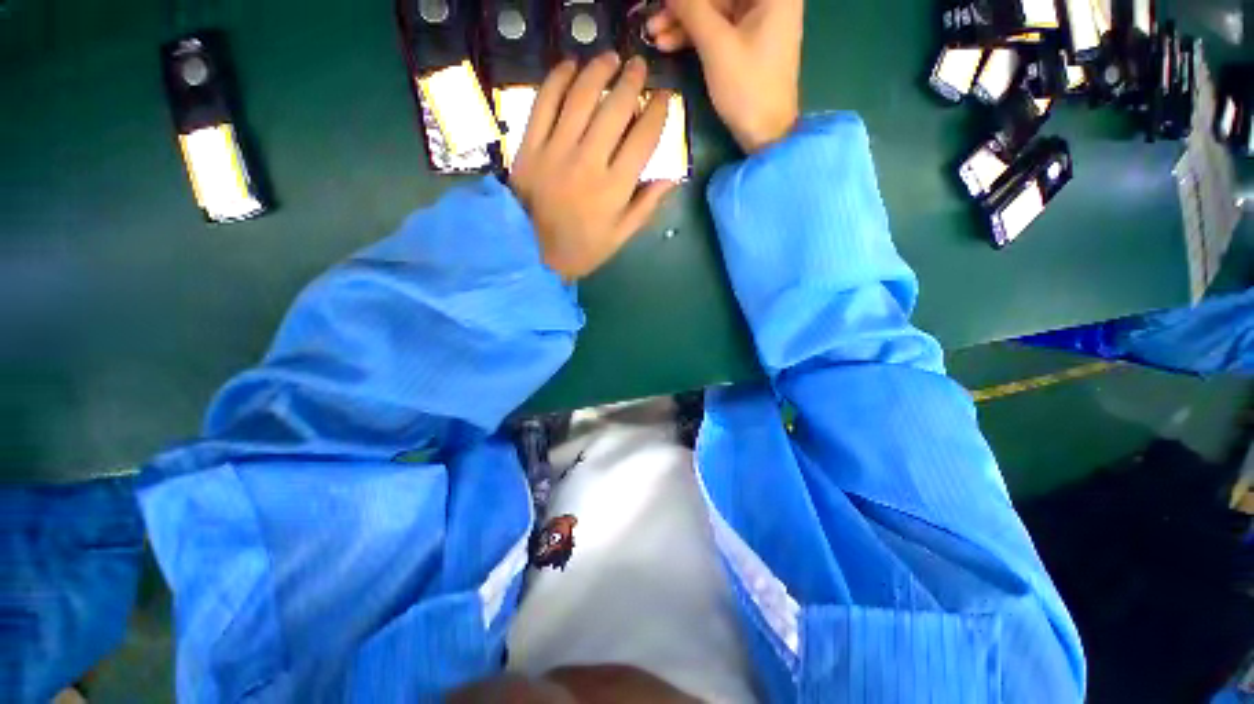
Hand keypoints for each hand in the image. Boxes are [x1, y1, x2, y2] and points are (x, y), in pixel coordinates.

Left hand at [510, 54, 675, 280]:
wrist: (534, 254)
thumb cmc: (583, 249)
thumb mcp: (621, 236)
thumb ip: (646, 206)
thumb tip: (672, 178)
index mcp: (615, 188)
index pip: (643, 138)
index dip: (657, 111)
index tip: (663, 96)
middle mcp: (588, 163)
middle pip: (614, 109)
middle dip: (631, 81)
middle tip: (638, 67)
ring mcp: (555, 152)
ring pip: (580, 98)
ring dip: (598, 71)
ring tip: (609, 58)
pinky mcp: (529, 148)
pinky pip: (543, 103)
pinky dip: (557, 79)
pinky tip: (570, 66)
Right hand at [646, 0, 802, 152]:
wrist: (765, 134)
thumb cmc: (747, 88)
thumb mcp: (717, 46)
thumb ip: (692, 10)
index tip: (664, 1)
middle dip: (683, 7)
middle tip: (652, 19)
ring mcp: (757, 20)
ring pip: (713, 11)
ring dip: (682, 23)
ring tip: (653, 35)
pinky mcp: (746, 41)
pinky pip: (715, 29)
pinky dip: (693, 36)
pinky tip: (668, 43)